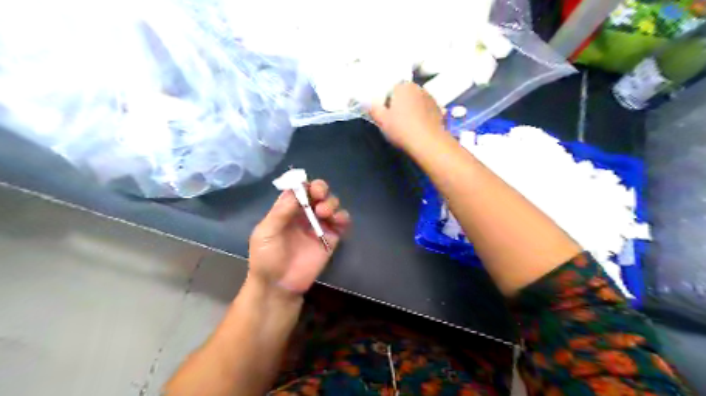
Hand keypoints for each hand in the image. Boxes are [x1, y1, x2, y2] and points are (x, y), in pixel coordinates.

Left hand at [246, 180, 350, 295]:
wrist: (279, 286)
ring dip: (331, 202)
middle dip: (320, 189)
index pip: (298, 190)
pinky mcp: (331, 238)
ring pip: (330, 204)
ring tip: (324, 212)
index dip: (304, 184)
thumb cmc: (266, 258)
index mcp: (286, 210)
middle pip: (317, 193)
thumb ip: (281, 211)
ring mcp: (319, 225)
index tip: (307, 187)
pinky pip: (341, 223)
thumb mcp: (266, 233)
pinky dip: (343, 217)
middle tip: (319, 195)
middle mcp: (304, 214)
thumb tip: (297, 190)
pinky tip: (338, 220)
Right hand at [371, 81, 442, 148]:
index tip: (386, 114)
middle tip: (396, 120)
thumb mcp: (381, 121)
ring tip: (410, 125)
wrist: (429, 143)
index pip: (391, 88)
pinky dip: (425, 116)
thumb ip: (373, 109)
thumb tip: (368, 103)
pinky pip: (428, 111)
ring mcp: (432, 98)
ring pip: (418, 101)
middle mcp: (418, 88)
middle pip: (406, 94)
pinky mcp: (440, 110)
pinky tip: (421, 127)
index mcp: (403, 86)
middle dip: (401, 103)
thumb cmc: (402, 129)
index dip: (387, 101)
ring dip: (414, 109)